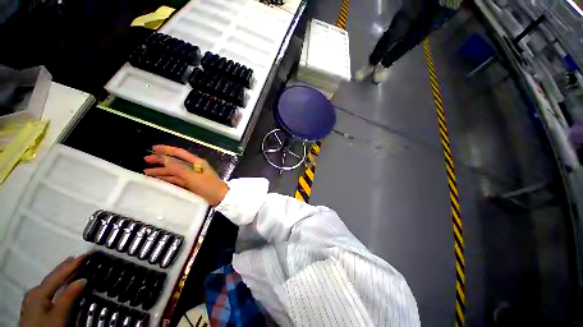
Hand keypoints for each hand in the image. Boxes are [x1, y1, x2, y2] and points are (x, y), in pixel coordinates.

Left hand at [20, 255, 86, 326]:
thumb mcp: (59, 316)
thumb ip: (69, 297)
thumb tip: (83, 279)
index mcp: (39, 292)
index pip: (59, 274)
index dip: (74, 264)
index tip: (89, 253)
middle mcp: (35, 292)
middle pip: (53, 277)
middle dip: (67, 267)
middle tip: (82, 258)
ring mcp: (33, 300)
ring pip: (51, 283)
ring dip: (63, 274)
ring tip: (74, 266)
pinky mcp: (36, 307)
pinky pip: (50, 290)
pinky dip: (59, 283)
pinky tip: (62, 284)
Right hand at [144, 145, 228, 205]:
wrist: (220, 199)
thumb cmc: (209, 187)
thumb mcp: (194, 178)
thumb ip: (179, 169)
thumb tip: (164, 158)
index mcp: (197, 163)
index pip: (180, 153)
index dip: (167, 150)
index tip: (153, 149)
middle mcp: (194, 167)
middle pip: (175, 162)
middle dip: (161, 160)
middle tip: (145, 160)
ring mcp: (192, 176)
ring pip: (174, 171)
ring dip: (161, 171)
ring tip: (146, 172)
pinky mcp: (190, 184)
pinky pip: (176, 180)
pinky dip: (167, 179)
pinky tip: (157, 180)